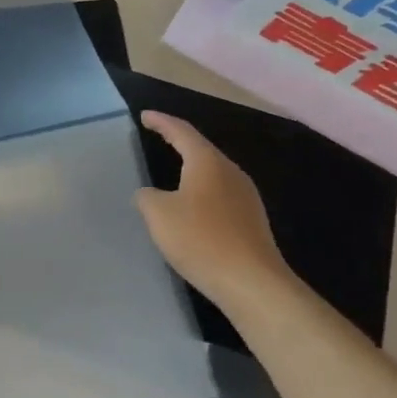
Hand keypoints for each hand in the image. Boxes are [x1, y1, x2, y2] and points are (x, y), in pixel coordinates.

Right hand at [135, 110, 295, 308]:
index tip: (145, 116)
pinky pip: (221, 194)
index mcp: (207, 162)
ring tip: (173, 170)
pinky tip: (193, 206)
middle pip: (201, 149)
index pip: (181, 131)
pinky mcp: (251, 220)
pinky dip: (202, 191)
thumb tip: (149, 193)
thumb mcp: (159, 215)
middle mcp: (230, 172)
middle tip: (158, 136)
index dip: (161, 122)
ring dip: (192, 168)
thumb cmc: (200, 239)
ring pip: (213, 172)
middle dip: (179, 141)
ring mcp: (246, 196)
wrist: (251, 282)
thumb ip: (147, 197)